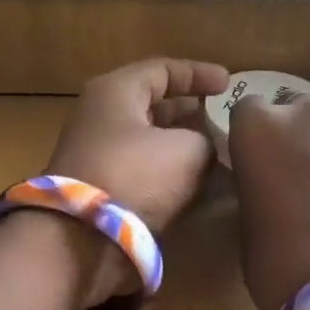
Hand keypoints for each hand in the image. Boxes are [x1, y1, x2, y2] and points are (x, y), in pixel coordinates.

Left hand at [39, 58, 231, 302]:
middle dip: (189, 112)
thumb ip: (206, 141)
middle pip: (152, 106)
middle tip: (223, 119)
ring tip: (217, 153)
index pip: (161, 70)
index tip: (229, 84)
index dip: (198, 74)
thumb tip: (208, 148)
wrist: (81, 239)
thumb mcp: (186, 150)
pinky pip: (141, 172)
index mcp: (115, 92)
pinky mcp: (99, 191)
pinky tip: (195, 184)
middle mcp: (100, 118)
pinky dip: (167, 173)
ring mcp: (97, 156)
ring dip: (181, 146)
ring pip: (148, 142)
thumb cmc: (134, 177)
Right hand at [227, 92, 309, 309]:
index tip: (257, 163)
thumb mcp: (248, 223)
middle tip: (299, 175)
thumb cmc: (282, 267)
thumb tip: (270, 178)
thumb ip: (256, 183)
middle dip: (295, 134)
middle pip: (298, 108)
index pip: (248, 110)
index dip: (252, 138)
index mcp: (262, 129)